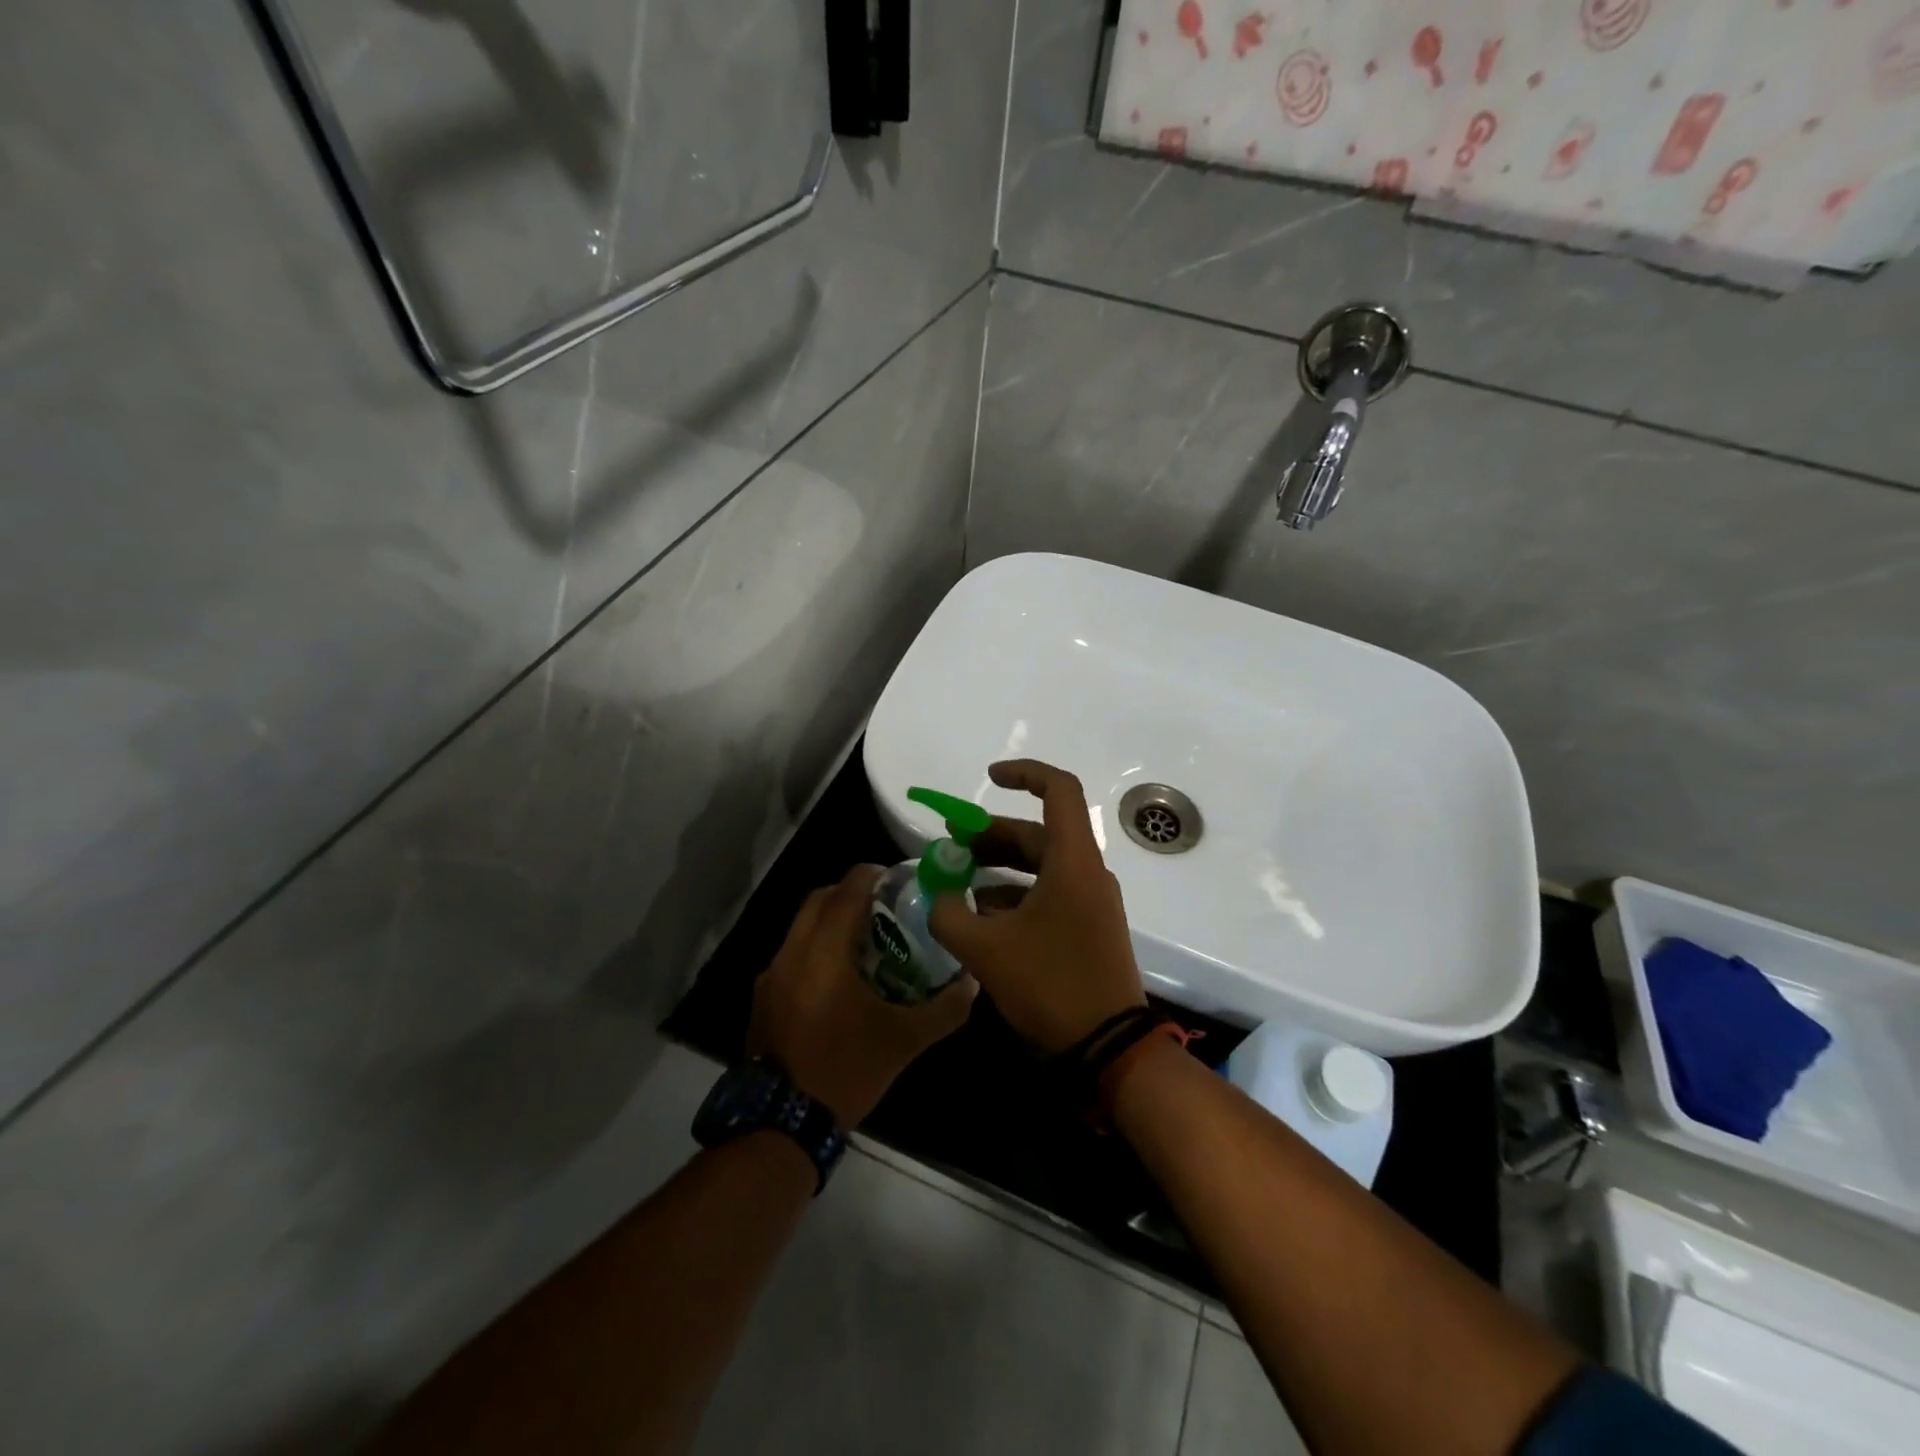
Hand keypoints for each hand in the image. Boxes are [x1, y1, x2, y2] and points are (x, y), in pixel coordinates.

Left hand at [749, 864, 975, 1126]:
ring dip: (829, 921)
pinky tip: (837, 978)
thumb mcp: (904, 1041)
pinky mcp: (762, 999)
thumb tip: (971, 983)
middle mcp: (792, 953)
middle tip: (882, 905)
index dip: (870, 875)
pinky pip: (791, 954)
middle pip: (818, 900)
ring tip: (863, 939)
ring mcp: (771, 977)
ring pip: (800, 927)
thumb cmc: (846, 1070)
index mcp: (825, 953)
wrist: (782, 1125)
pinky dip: (814, 948)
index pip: (845, 892)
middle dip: (848, 893)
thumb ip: (944, 1009)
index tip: (895, 877)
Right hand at [929, 760, 1146, 1054]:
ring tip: (959, 882)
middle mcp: (1087, 872)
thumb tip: (935, 896)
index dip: (1024, 774)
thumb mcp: (986, 950)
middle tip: (952, 846)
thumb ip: (950, 914)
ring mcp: (1092, 901)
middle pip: (1039, 832)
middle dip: (993, 834)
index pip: (1059, 790)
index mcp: (1072, 861)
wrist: (1108, 1047)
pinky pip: (1051, 892)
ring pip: (1043, 865)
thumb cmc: (1050, 985)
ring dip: (1001, 866)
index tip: (989, 778)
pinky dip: (1017, 893)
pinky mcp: (1089, 927)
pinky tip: (983, 916)